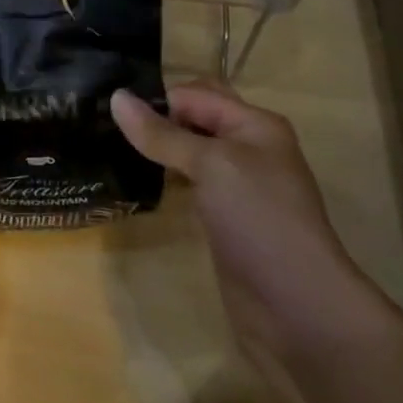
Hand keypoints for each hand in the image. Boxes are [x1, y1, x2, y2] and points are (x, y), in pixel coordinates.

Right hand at [111, 83, 375, 357]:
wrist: (298, 308)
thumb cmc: (259, 219)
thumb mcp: (211, 165)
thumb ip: (162, 133)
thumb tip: (116, 97)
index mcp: (254, 124)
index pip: (194, 95)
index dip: (156, 100)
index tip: (108, 111)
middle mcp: (248, 148)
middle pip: (193, 119)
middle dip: (155, 119)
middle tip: (104, 125)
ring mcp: (237, 186)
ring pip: (189, 152)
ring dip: (157, 149)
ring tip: (110, 148)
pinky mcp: (224, 218)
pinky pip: (189, 184)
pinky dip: (165, 178)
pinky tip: (137, 182)